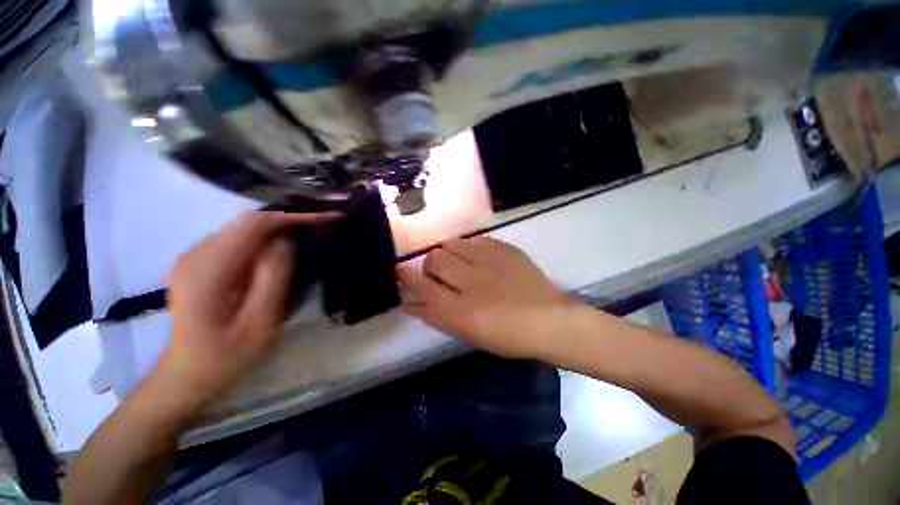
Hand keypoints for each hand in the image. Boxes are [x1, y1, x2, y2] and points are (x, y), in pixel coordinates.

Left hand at [157, 211, 336, 407]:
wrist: (189, 371)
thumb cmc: (227, 355)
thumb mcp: (260, 322)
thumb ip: (274, 277)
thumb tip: (287, 241)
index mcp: (207, 271)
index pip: (253, 225)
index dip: (292, 216)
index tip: (326, 216)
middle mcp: (196, 254)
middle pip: (248, 222)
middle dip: (290, 218)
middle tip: (325, 222)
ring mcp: (196, 255)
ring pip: (245, 227)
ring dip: (280, 226)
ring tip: (311, 230)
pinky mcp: (203, 260)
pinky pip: (241, 238)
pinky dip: (268, 237)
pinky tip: (285, 247)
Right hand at [397, 237, 573, 358]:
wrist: (550, 321)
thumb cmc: (507, 336)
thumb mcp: (467, 333)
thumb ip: (435, 316)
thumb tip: (408, 301)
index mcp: (461, 311)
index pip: (422, 286)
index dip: (406, 277)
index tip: (400, 271)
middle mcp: (472, 282)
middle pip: (434, 259)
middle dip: (429, 265)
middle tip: (438, 273)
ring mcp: (490, 262)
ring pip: (452, 244)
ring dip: (448, 253)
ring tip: (459, 263)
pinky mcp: (505, 249)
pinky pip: (474, 240)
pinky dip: (468, 248)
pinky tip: (477, 258)